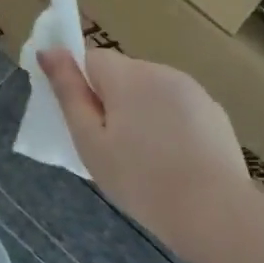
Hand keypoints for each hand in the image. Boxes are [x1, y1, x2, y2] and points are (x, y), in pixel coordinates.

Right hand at [38, 46, 251, 253]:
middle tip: (106, 146)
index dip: (79, 84)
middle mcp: (162, 72)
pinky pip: (176, 108)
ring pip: (150, 91)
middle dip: (109, 100)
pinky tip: (170, 160)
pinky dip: (166, 125)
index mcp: (128, 76)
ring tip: (140, 157)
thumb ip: (68, 92)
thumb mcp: (89, 140)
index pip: (90, 58)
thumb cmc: (139, 178)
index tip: (80, 120)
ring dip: (138, 111)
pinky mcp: (215, 114)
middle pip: (121, 74)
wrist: (215, 212)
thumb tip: (48, 50)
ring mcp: (194, 92)